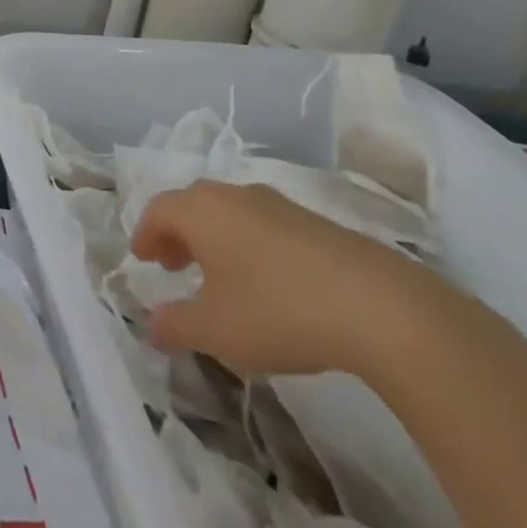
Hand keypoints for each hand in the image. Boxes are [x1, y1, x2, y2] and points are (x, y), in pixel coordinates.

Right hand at [130, 181, 445, 379]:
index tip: (142, 259)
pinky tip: (267, 280)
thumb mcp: (216, 330)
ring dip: (215, 238)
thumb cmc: (279, 311)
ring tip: (219, 274)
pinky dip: (251, 244)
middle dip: (178, 232)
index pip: (158, 210)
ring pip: (232, 212)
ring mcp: (281, 206)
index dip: (145, 234)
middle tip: (172, 263)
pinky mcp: (319, 224)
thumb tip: (150, 325)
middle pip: (193, 204)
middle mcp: (235, 196)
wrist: (384, 309)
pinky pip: (266, 225)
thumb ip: (175, 326)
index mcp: (202, 211)